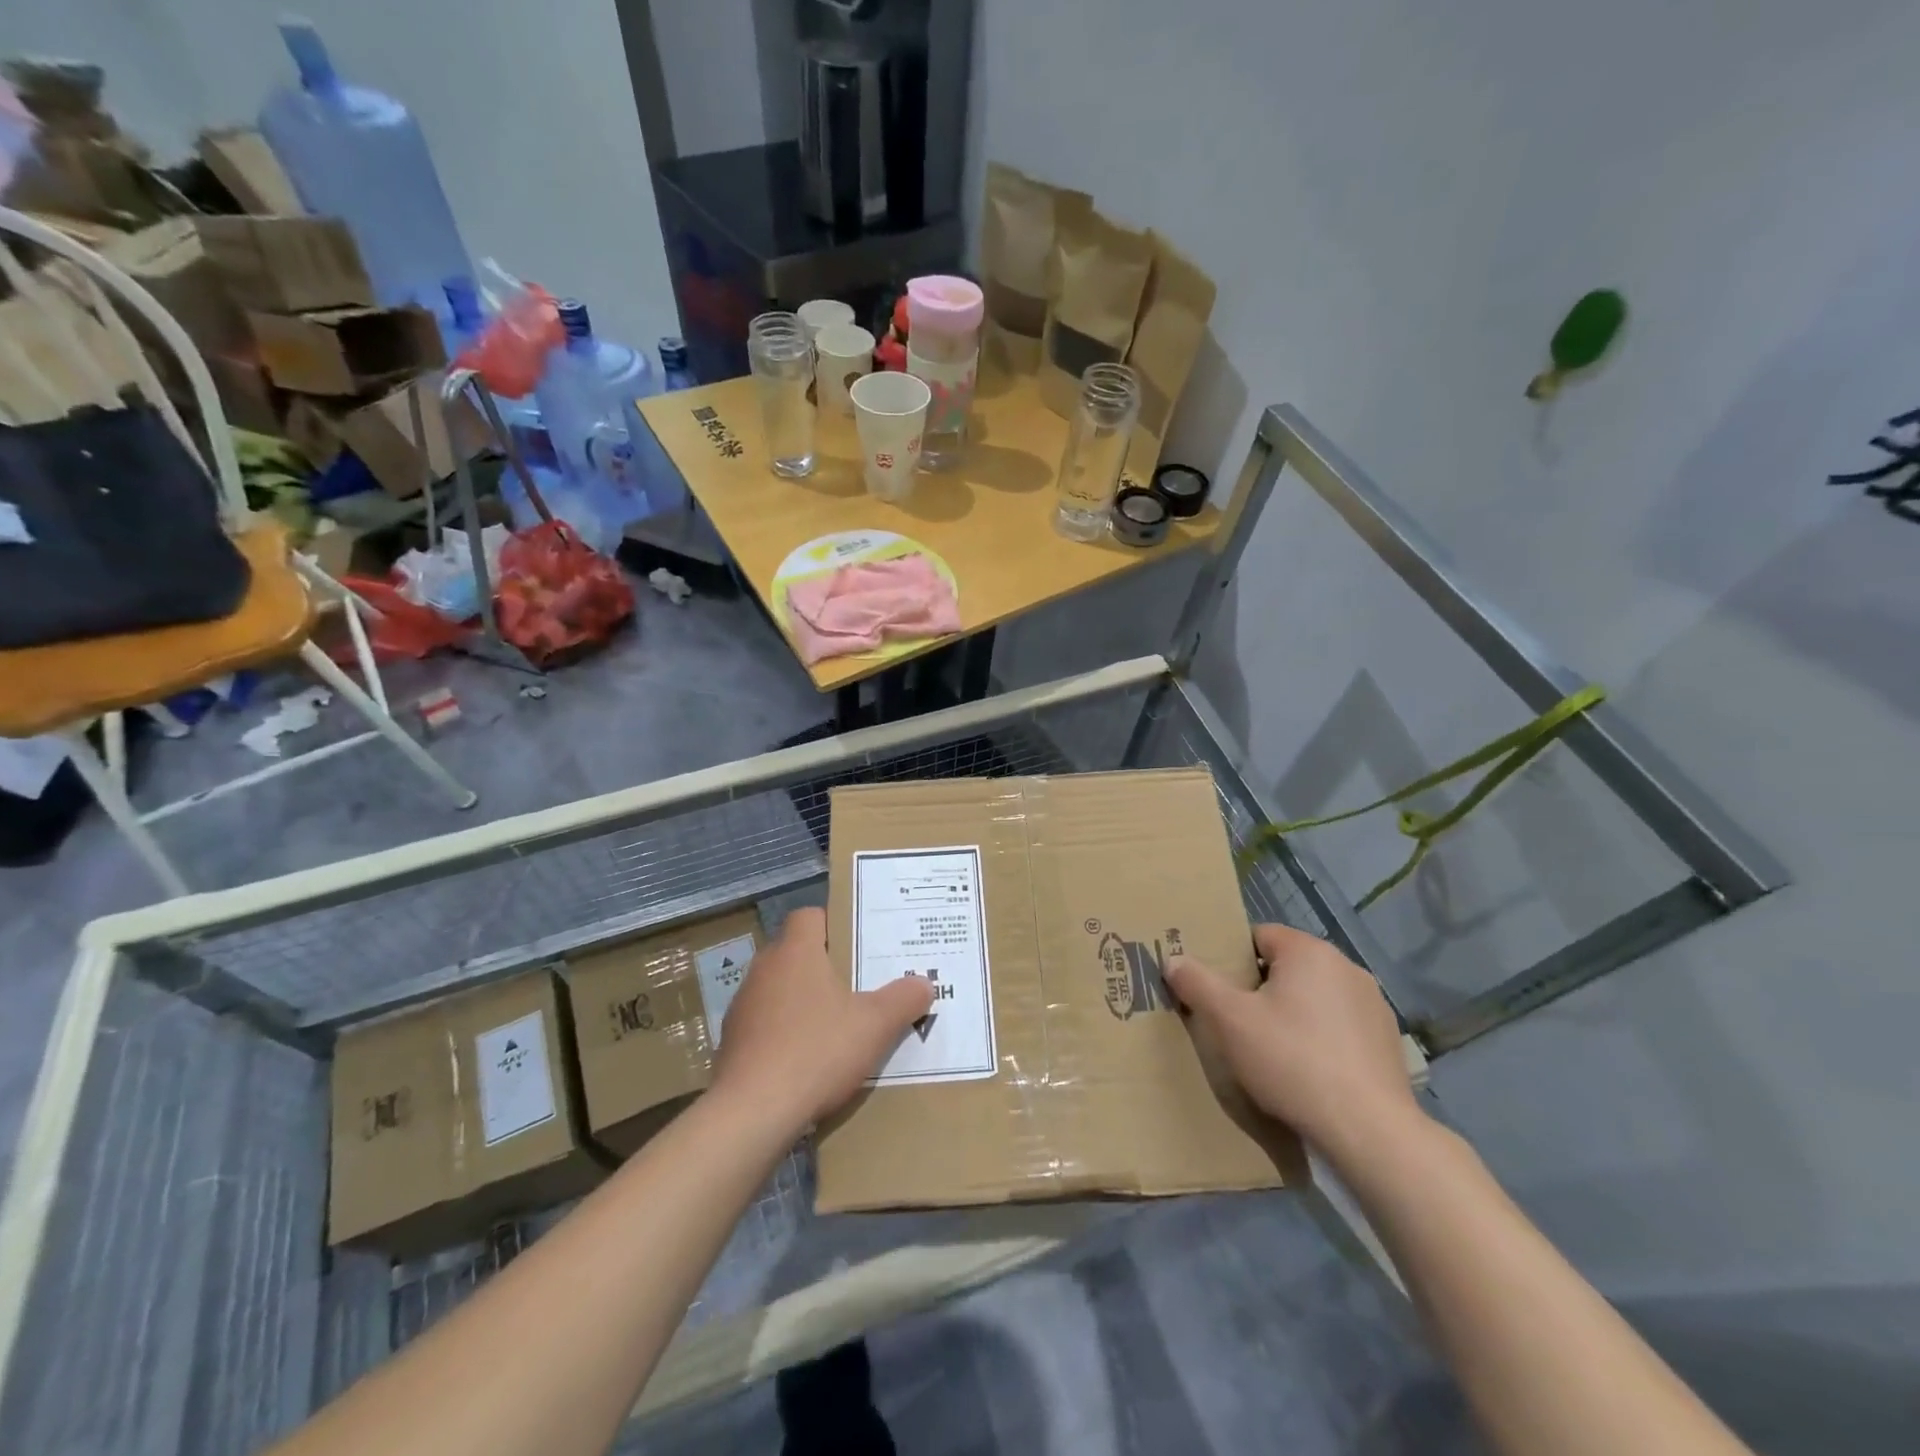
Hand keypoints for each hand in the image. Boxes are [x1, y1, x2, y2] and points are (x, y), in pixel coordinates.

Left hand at [712, 907, 933, 1135]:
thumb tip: (924, 983)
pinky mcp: (732, 1043)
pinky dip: (786, 1033)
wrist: (752, 1113)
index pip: (809, 916)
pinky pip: (766, 1024)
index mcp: (795, 952)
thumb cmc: (817, 1051)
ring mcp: (744, 1007)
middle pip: (797, 952)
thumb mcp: (875, 1025)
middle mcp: (764, 970)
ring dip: (804, 1001)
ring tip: (838, 1024)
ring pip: (780, 989)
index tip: (860, 943)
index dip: (835, 924)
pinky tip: (809, 1059)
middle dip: (826, 966)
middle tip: (860, 983)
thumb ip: (903, 999)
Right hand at [1164, 923, 1419, 1159]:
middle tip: (1238, 1023)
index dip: (1233, 960)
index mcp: (1309, 951)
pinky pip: (1339, 1026)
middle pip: (1286, 966)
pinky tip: (1309, 1072)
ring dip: (1293, 1014)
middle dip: (1261, 989)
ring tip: (1272, 1051)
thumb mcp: (1229, 1021)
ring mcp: (1373, 1004)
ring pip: (1314, 997)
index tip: (1219, 992)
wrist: (1368, 1131)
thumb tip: (1173, 959)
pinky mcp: (1388, 1041)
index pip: (1259, 936)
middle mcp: (1346, 967)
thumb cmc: (1292, 1061)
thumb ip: (1197, 983)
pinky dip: (1321, 1038)